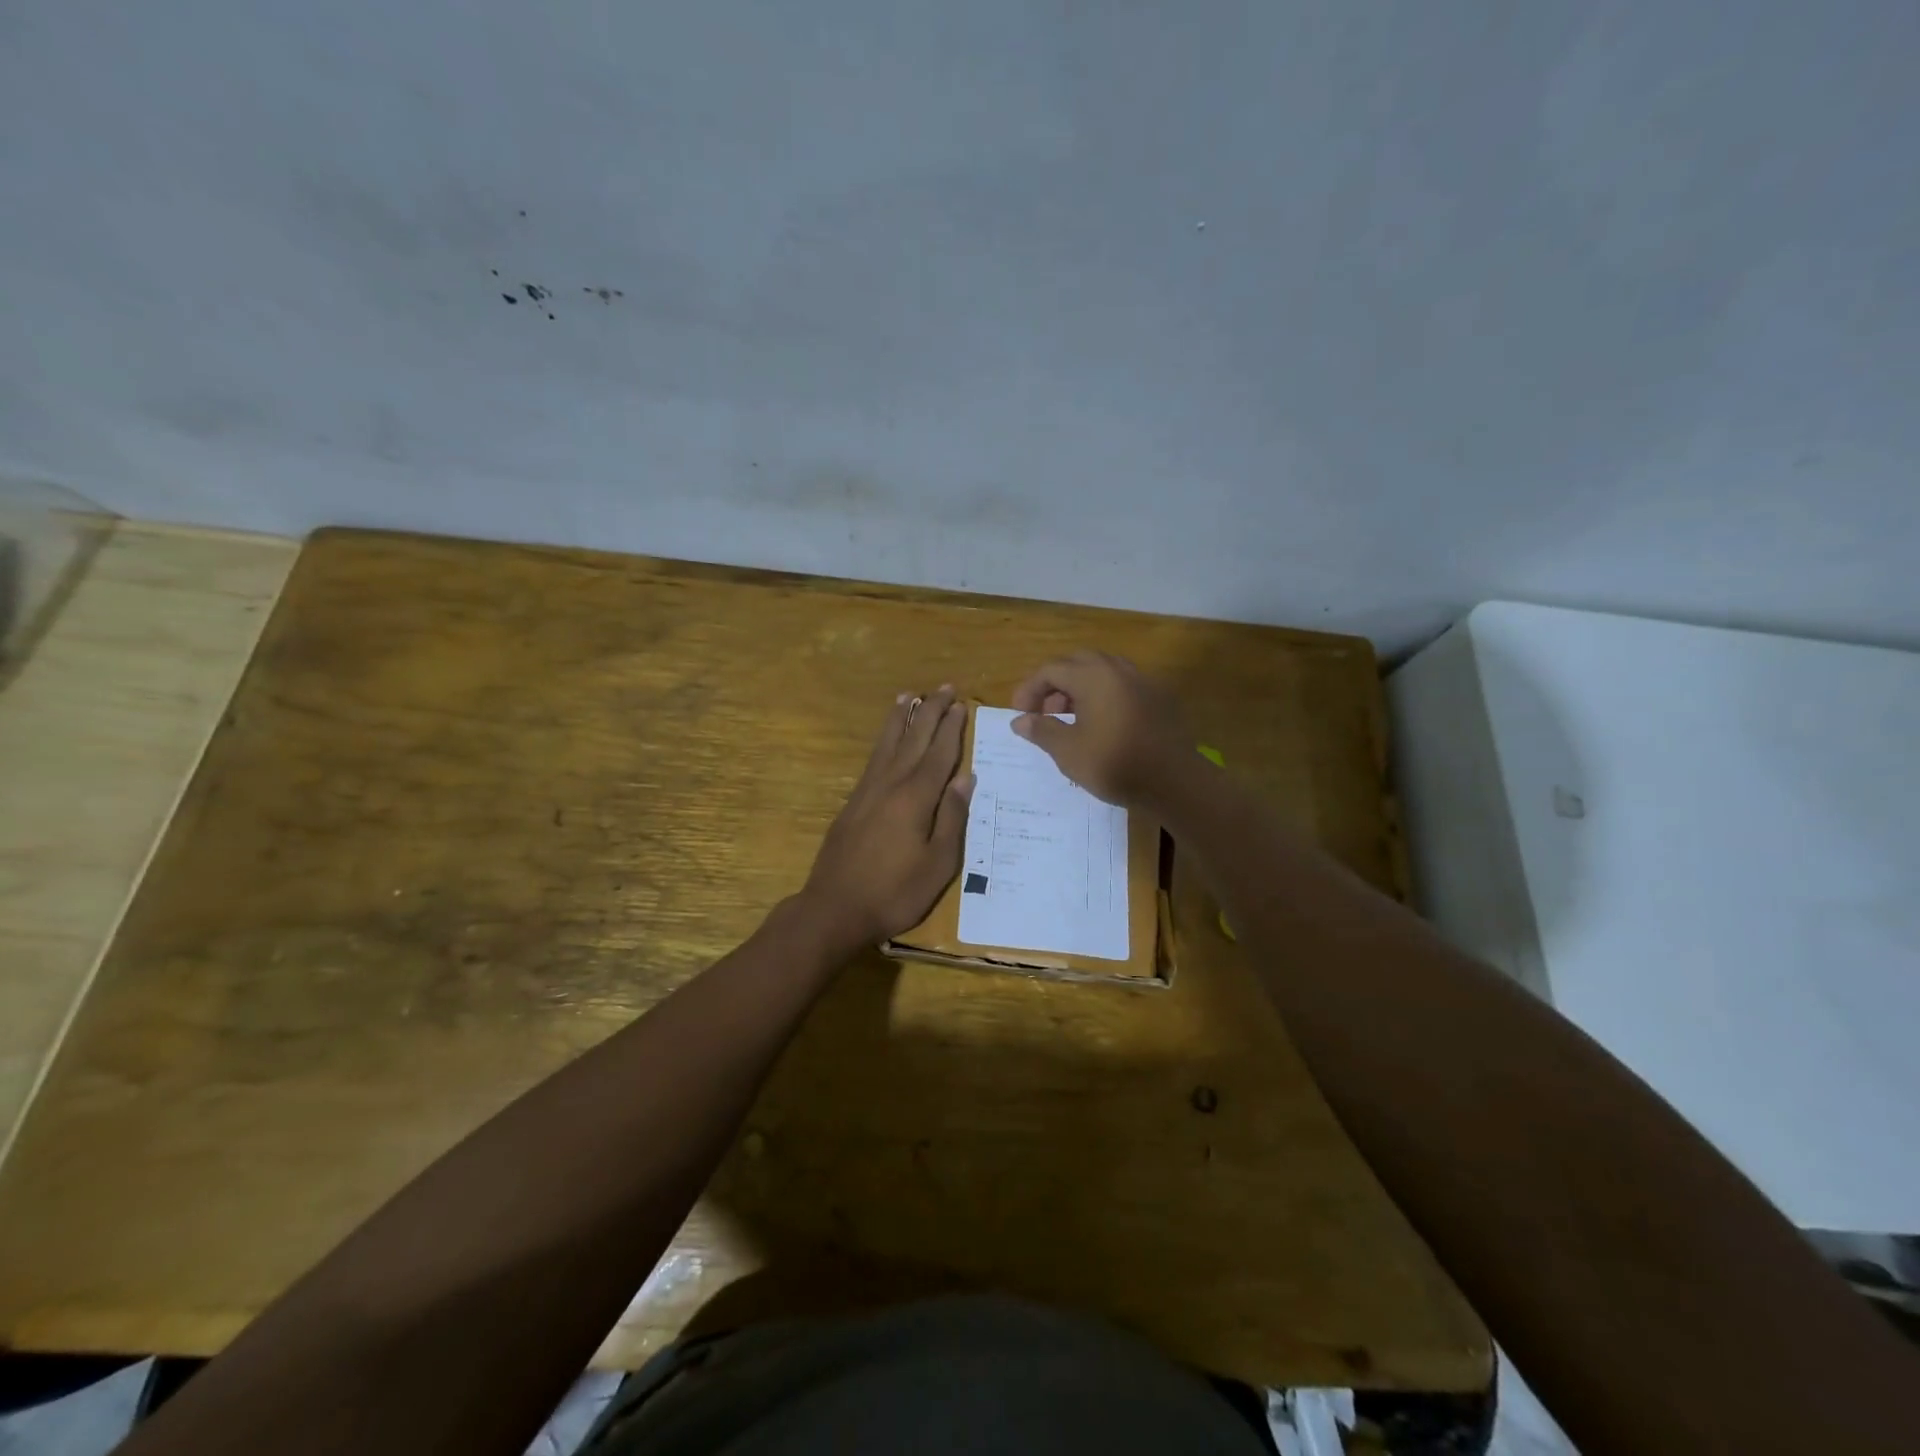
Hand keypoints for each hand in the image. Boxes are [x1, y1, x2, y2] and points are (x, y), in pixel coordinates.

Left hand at [799, 685, 974, 948]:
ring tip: (908, 696)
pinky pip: (873, 759)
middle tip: (944, 688)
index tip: (961, 704)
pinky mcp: (852, 802)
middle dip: (930, 712)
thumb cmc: (895, 892)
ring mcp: (867, 791)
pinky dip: (883, 740)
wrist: (834, 908)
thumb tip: (965, 777)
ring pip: (887, 744)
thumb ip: (952, 817)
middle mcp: (890, 784)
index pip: (938, 754)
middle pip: (913, 739)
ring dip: (900, 718)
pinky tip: (886, 740)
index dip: (951, 728)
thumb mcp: (938, 863)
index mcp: (916, 798)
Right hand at [1010, 651, 1188, 806]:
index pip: (1051, 670)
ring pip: (1102, 672)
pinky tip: (1100, 724)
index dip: (1030, 689)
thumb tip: (1019, 720)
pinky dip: (1103, 695)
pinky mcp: (1158, 699)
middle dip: (1055, 683)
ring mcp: (1142, 682)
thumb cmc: (1114, 764)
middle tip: (1044, 711)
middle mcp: (1118, 670)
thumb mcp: (1068, 752)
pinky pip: (1122, 686)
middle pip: (1078, 663)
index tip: (1020, 714)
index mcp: (1093, 676)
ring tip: (1070, 718)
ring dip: (1080, 688)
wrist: (1174, 781)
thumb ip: (1041, 730)